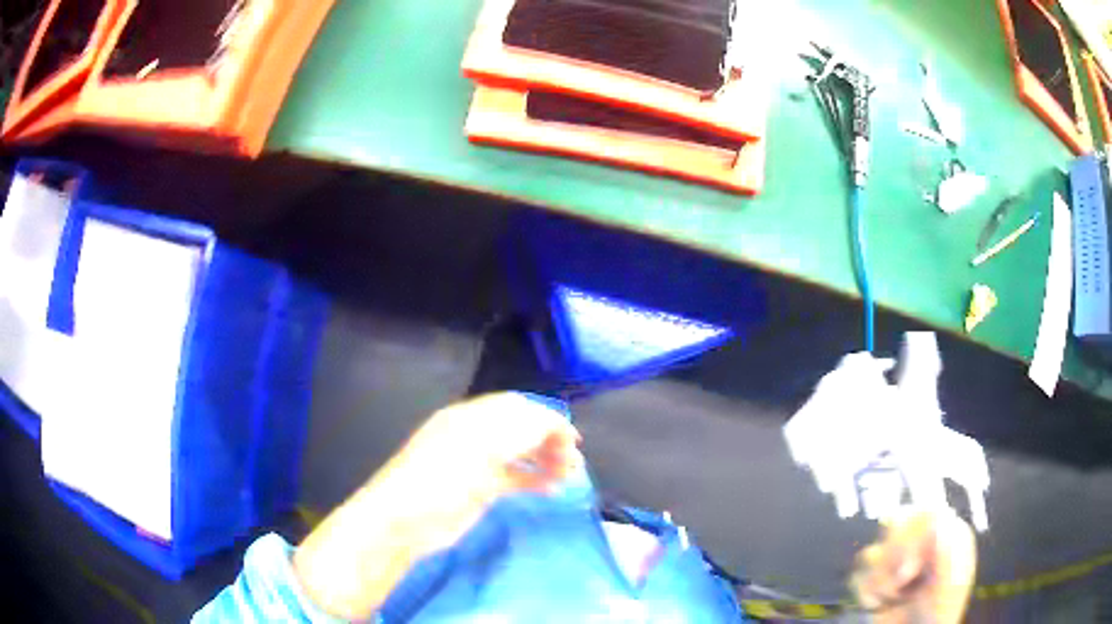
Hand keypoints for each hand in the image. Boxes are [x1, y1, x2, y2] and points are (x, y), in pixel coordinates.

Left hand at [293, 393, 581, 619]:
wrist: (404, 521)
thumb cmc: (439, 479)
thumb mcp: (478, 449)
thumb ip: (516, 432)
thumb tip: (552, 424)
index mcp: (470, 418)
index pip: (516, 408)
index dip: (546, 420)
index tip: (573, 440)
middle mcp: (474, 436)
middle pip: (520, 430)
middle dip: (550, 440)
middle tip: (573, 461)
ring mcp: (476, 465)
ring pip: (520, 454)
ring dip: (545, 460)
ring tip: (568, 475)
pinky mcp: (479, 491)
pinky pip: (513, 478)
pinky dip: (534, 479)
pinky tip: (551, 489)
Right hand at [850, 509, 976, 623]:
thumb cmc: (941, 613)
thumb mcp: (951, 584)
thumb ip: (949, 552)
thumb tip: (942, 519)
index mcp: (947, 536)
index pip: (927, 511)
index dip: (912, 538)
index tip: (909, 571)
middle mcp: (923, 542)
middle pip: (898, 521)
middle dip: (894, 555)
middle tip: (902, 582)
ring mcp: (899, 561)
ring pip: (875, 549)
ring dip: (880, 580)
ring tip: (894, 598)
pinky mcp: (878, 579)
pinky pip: (860, 574)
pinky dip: (866, 592)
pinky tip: (880, 604)